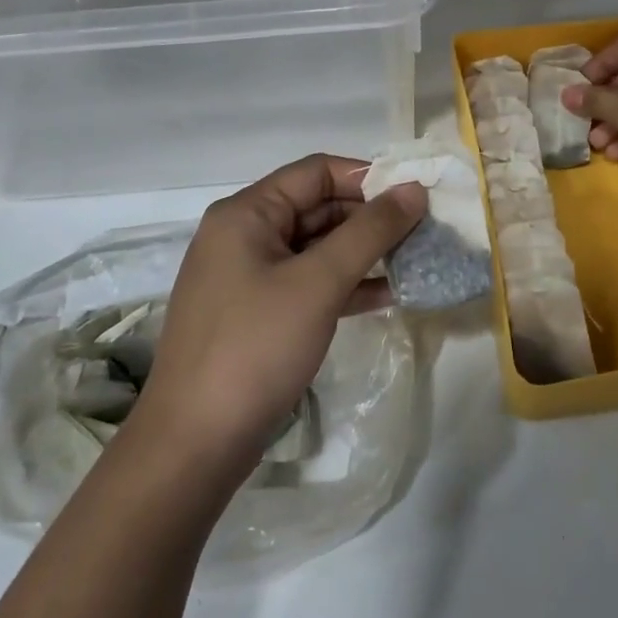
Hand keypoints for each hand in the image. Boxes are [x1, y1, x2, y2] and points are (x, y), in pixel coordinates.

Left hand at [133, 154, 426, 477]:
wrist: (194, 445)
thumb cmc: (255, 348)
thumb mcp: (318, 283)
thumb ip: (370, 231)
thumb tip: (414, 190)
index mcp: (246, 213)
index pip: (316, 172)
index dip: (368, 178)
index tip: (415, 196)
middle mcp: (243, 235)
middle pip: (317, 207)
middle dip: (370, 218)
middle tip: (423, 232)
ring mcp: (248, 277)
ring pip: (316, 248)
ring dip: (363, 252)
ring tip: (415, 260)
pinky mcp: (257, 314)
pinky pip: (308, 283)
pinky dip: (345, 284)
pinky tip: (386, 294)